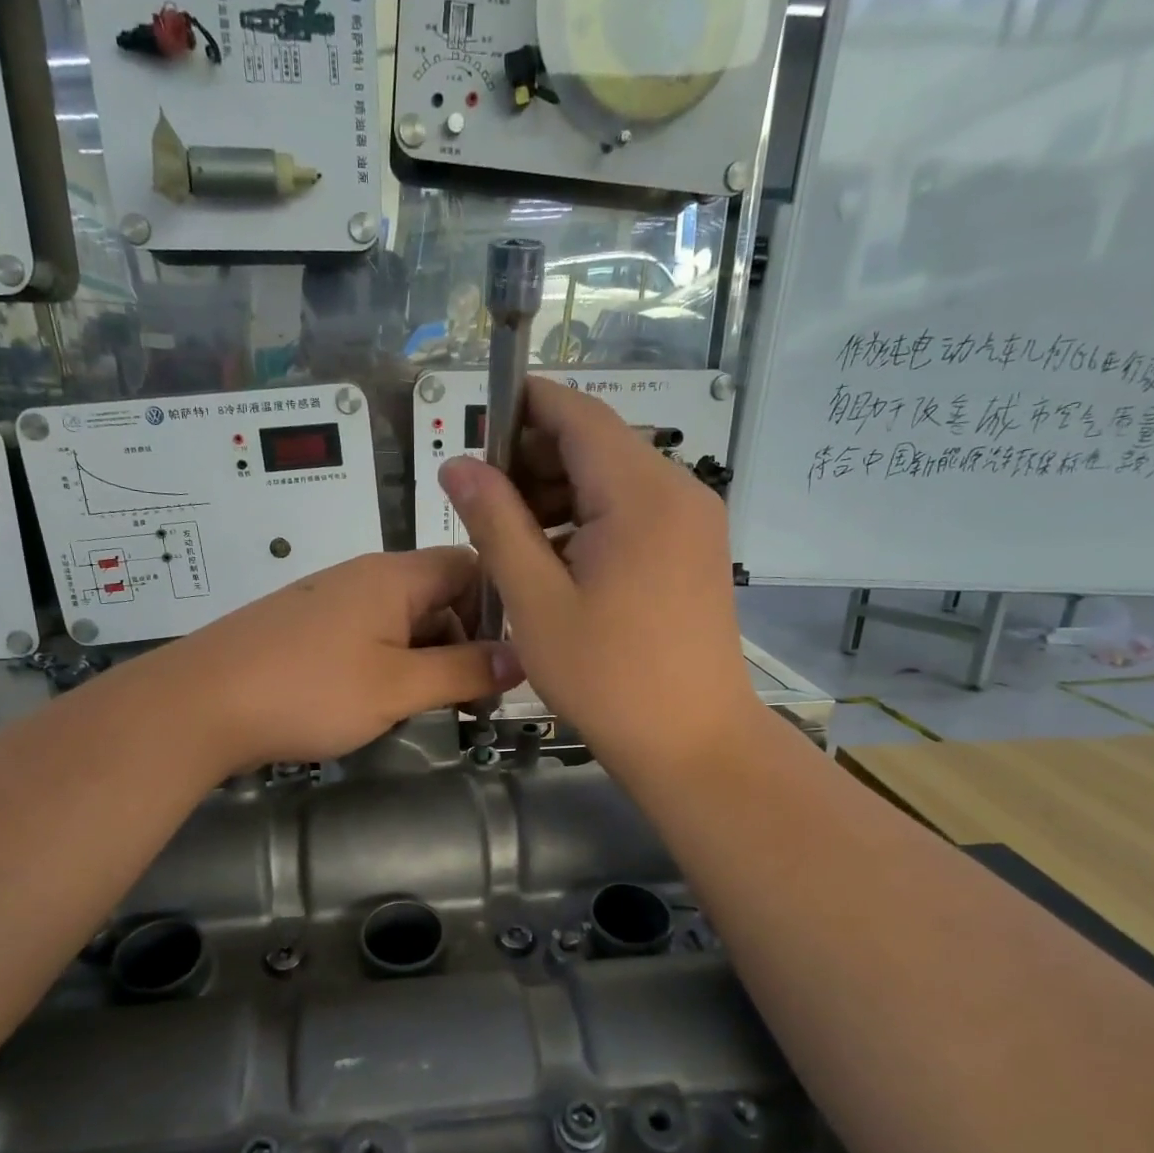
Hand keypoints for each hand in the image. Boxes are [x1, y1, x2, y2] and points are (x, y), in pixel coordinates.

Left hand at [148, 549, 523, 773]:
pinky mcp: (304, 629)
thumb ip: (463, 671)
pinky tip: (377, 702)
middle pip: (437, 596)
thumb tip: (520, 658)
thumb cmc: (308, 690)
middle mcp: (363, 577)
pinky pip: (365, 637)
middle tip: (472, 698)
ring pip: (401, 622)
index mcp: (394, 576)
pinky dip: (386, 665)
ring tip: (428, 707)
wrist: (198, 705)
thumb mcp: (398, 686)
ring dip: (424, 660)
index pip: (469, 566)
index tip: (508, 658)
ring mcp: (329, 602)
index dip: (497, 607)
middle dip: (462, 643)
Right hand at [439, 377, 756, 778]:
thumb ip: (495, 523)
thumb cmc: (608, 678)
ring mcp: (694, 521)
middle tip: (483, 505)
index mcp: (641, 494)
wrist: (694, 743)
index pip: (577, 415)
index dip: (522, 409)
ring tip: (513, 541)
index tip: (475, 437)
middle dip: (535, 460)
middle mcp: (678, 491)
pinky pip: (634, 512)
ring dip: (559, 494)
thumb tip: (458, 464)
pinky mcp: (695, 550)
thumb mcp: (535, 601)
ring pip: (614, 479)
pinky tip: (556, 561)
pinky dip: (590, 520)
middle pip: (597, 444)